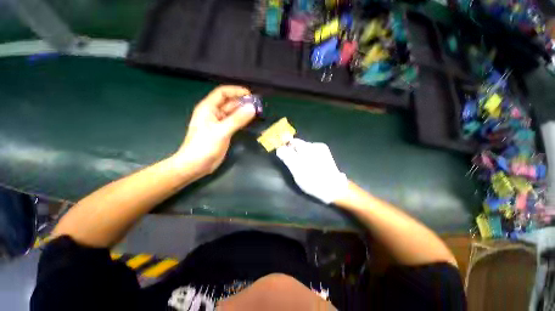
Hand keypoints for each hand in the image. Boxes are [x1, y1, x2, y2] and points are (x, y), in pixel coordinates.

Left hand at [174, 86, 255, 176]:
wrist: (196, 165)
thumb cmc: (204, 146)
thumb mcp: (221, 131)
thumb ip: (237, 119)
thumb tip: (252, 108)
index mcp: (208, 108)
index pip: (222, 93)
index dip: (235, 91)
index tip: (250, 94)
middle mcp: (214, 113)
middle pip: (229, 103)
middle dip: (242, 102)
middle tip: (257, 105)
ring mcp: (219, 123)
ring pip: (233, 113)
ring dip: (243, 111)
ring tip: (257, 111)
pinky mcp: (223, 132)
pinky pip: (234, 122)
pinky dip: (242, 120)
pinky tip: (250, 121)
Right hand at [276, 138, 347, 203]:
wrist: (334, 188)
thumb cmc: (313, 181)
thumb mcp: (297, 171)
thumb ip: (288, 158)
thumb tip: (279, 149)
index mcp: (307, 148)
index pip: (293, 142)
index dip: (286, 146)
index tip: (283, 155)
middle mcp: (315, 145)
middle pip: (299, 145)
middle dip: (294, 152)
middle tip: (292, 164)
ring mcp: (322, 149)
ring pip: (305, 149)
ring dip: (301, 155)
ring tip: (302, 167)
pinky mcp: (325, 153)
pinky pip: (312, 152)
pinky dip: (308, 157)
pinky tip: (310, 166)